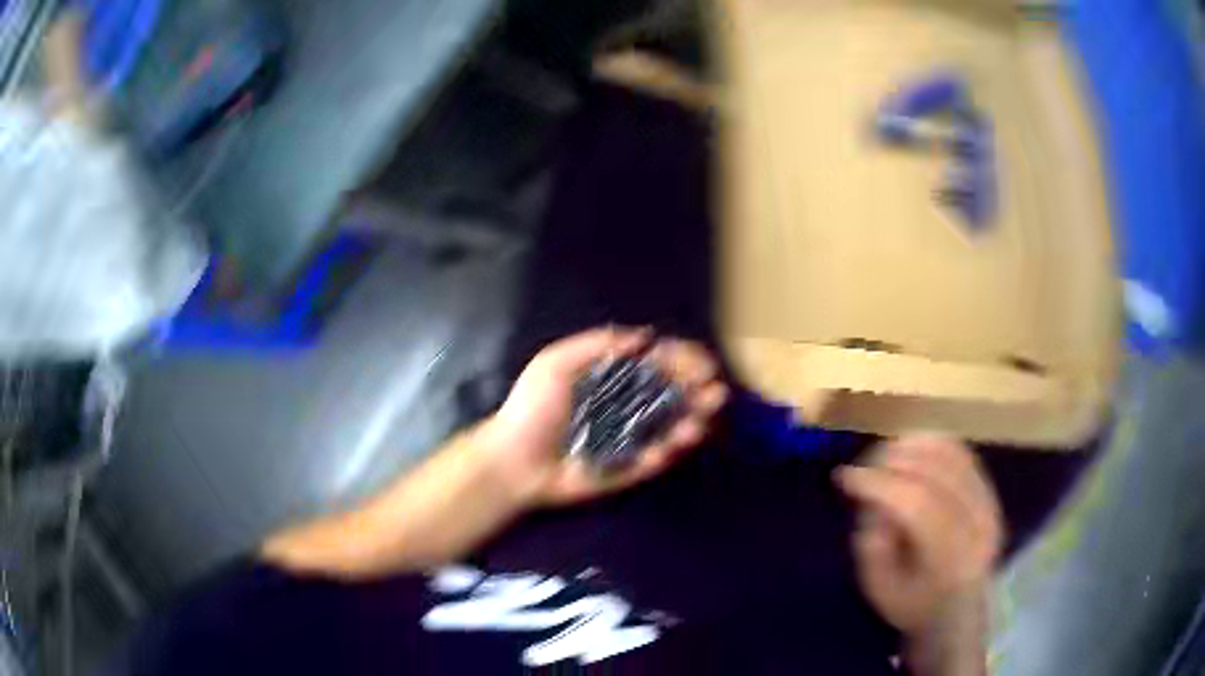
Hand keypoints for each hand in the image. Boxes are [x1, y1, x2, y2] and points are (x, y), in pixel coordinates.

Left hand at [484, 327, 727, 506]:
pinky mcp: (625, 468)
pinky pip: (653, 459)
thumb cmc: (531, 408)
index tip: (703, 363)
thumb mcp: (555, 363)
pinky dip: (668, 451)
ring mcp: (629, 438)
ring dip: (692, 421)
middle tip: (715, 392)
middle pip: (672, 395)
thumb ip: (597, 344)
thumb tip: (645, 335)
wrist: (512, 460)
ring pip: (669, 428)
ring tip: (703, 418)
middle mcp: (627, 406)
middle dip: (698, 391)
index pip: (656, 364)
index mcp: (613, 378)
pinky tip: (677, 443)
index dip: (682, 361)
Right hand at [835, 435, 1002, 636]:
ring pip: (950, 455)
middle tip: (862, 467)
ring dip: (911, 447)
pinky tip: (909, 449)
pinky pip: (961, 451)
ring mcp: (990, 504)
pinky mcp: (991, 489)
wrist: (959, 609)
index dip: (881, 484)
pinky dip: (931, 442)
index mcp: (951, 562)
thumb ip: (873, 547)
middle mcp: (978, 526)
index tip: (845, 477)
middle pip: (936, 473)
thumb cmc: (913, 603)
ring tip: (883, 457)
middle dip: (892, 461)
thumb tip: (875, 500)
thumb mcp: (880, 590)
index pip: (919, 506)